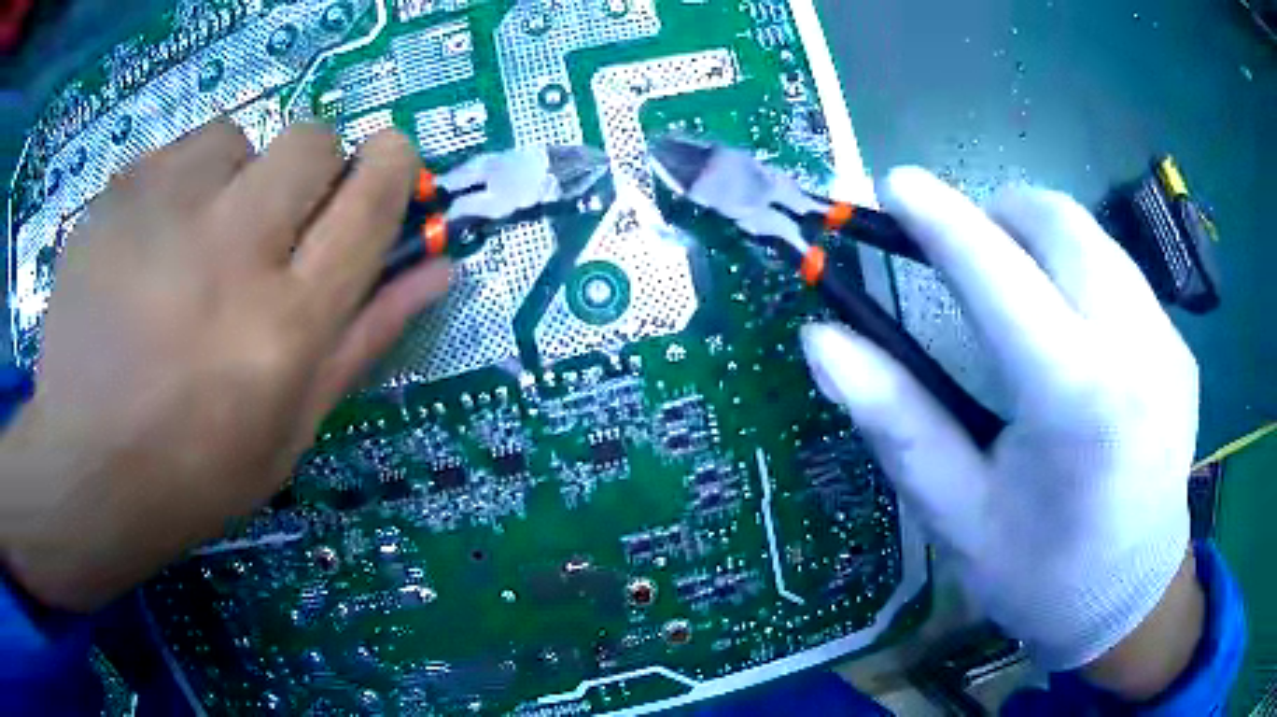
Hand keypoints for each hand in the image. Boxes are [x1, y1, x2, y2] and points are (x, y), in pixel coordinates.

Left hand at [0, 122, 450, 611]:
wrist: (84, 471)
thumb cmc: (194, 471)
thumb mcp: (292, 428)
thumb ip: (365, 338)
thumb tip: (438, 268)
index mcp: (285, 326)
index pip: (370, 200)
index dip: (391, 165)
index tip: (386, 160)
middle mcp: (230, 254)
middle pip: (308, 142)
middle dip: (310, 167)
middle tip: (272, 222)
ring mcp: (161, 217)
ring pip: (234, 138)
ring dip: (230, 178)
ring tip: (194, 242)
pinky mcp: (113, 200)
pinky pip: (169, 156)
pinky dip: (173, 189)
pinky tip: (146, 249)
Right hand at [802, 169, 1201, 687]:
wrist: (1130, 600)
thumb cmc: (1039, 572)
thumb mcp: (958, 514)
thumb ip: (897, 422)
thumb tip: (824, 341)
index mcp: (1076, 402)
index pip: (1001, 278)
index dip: (942, 221)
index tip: (895, 183)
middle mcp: (1136, 352)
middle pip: (1061, 225)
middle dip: (999, 213)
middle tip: (964, 249)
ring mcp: (1168, 346)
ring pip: (1095, 239)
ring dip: (1042, 239)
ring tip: (1017, 288)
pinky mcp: (1182, 351)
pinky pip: (1123, 276)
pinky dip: (1082, 275)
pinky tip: (1074, 334)